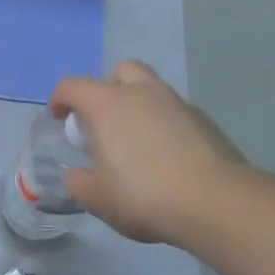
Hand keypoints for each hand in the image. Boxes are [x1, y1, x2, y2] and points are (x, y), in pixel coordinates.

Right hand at [49, 61, 250, 246]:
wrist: (216, 203)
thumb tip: (78, 175)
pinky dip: (162, 125)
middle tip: (101, 120)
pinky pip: (174, 113)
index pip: (72, 86)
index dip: (60, 99)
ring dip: (137, 106)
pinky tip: (163, 156)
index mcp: (107, 105)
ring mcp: (178, 105)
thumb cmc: (143, 195)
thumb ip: (79, 182)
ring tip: (133, 142)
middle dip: (106, 89)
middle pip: (121, 71)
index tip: (59, 119)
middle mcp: (143, 94)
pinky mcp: (205, 122)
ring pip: (151, 89)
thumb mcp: (96, 197)